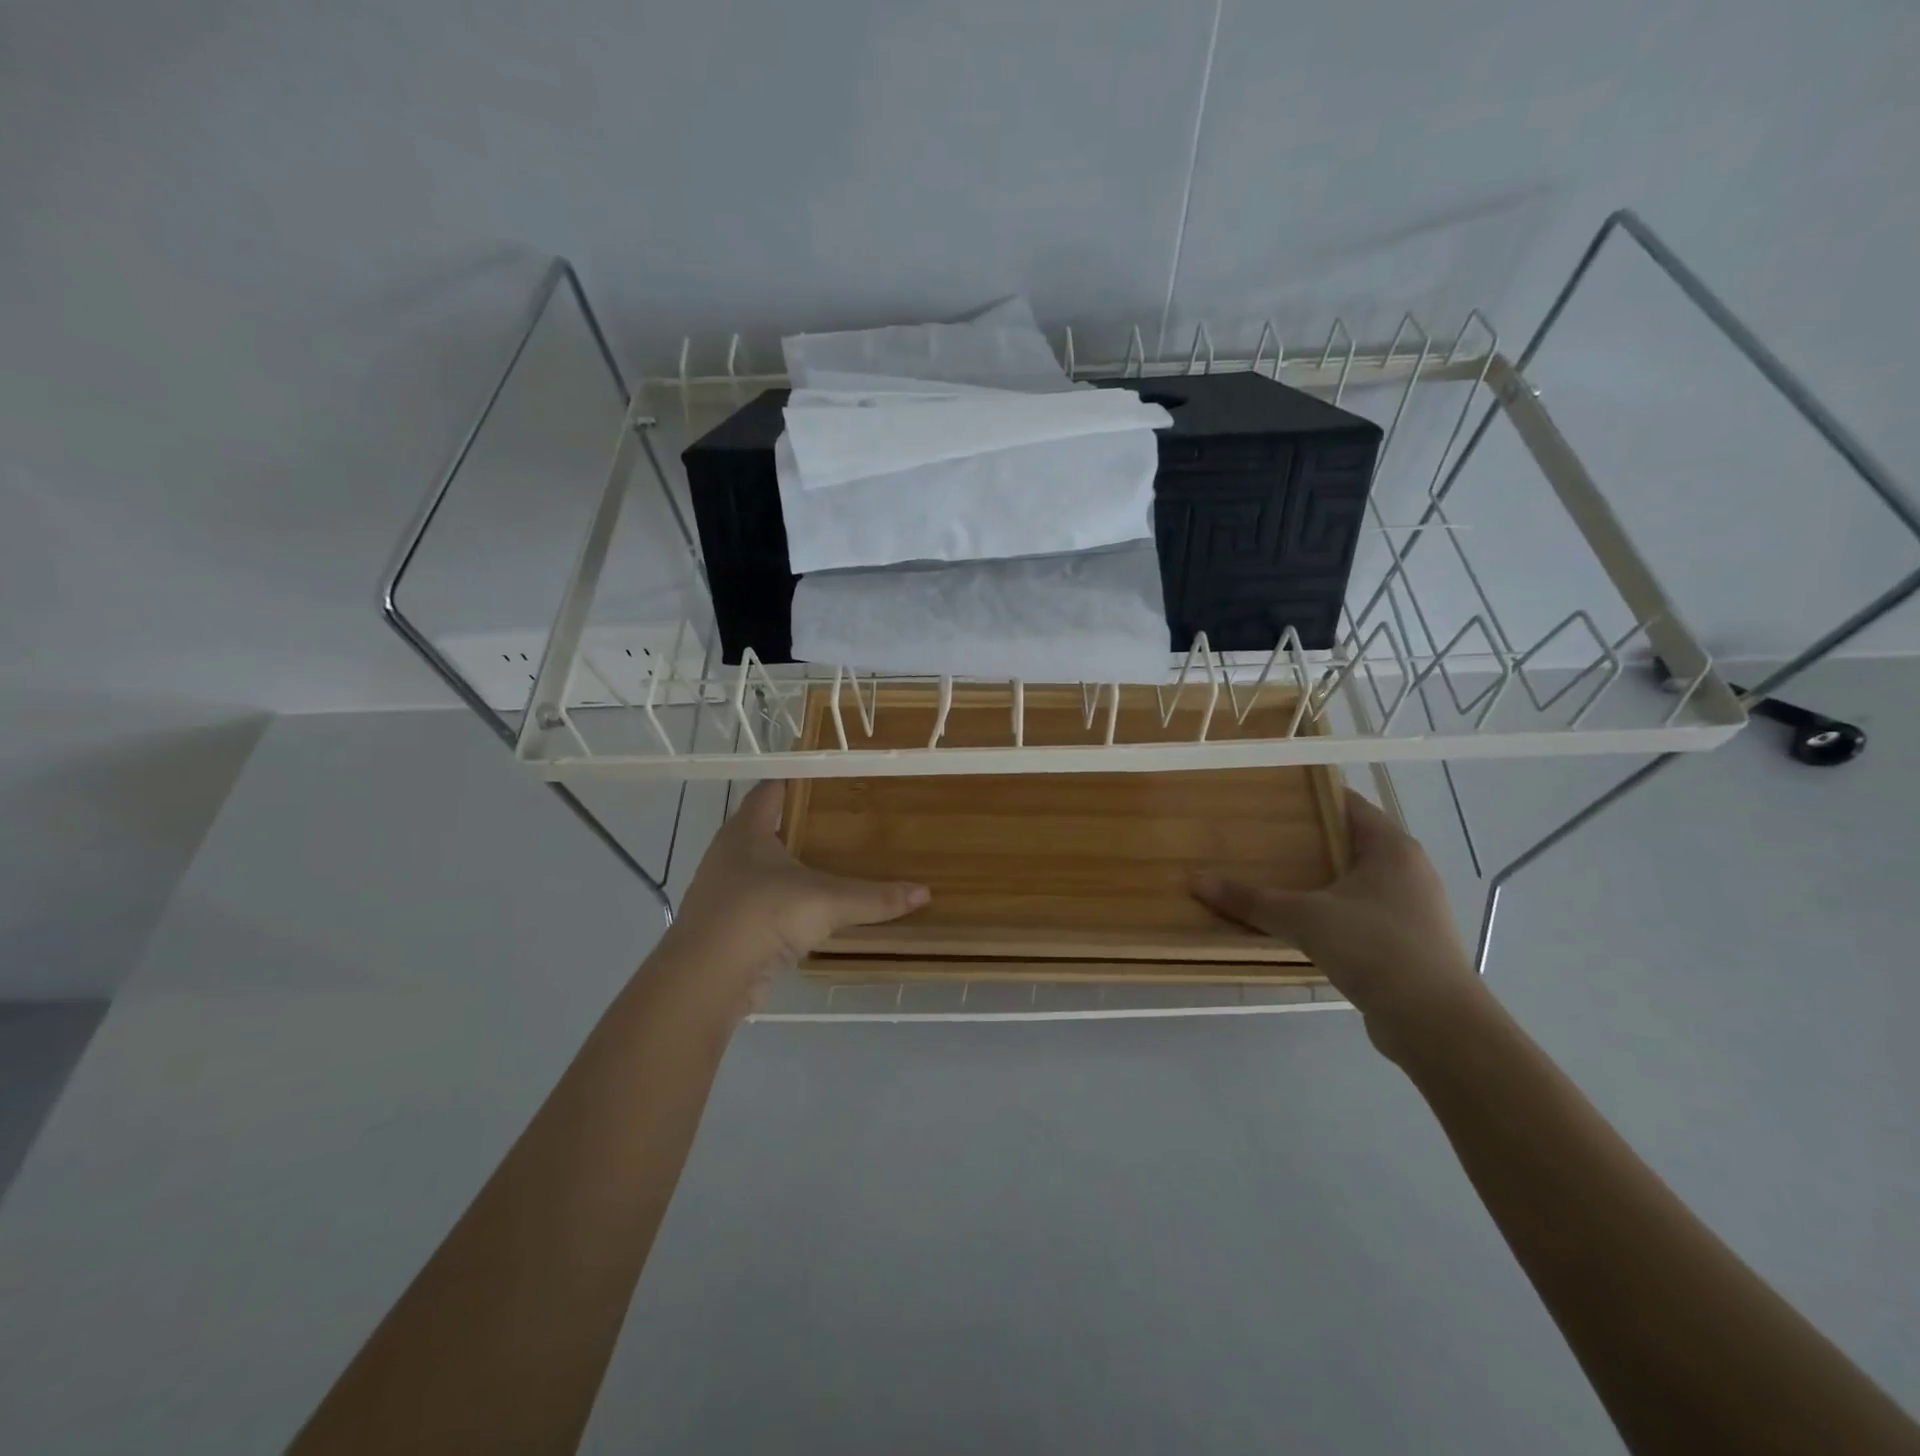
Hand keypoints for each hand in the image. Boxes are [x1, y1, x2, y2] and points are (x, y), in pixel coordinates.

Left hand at [662, 782, 929, 1008]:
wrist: (707, 980)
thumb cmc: (761, 916)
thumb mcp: (826, 902)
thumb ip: (874, 898)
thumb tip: (924, 893)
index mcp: (746, 830)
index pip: (772, 788)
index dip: (799, 779)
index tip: (832, 776)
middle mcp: (730, 853)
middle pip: (768, 826)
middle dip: (802, 822)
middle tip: (846, 818)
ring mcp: (725, 890)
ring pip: (765, 866)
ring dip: (793, 864)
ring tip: (834, 860)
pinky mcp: (729, 925)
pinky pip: (764, 901)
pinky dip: (787, 900)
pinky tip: (813, 907)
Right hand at [1191, 789, 1485, 1057]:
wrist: (1436, 1023)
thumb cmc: (1374, 948)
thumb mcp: (1303, 919)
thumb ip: (1251, 900)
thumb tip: (1196, 881)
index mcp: (1391, 847)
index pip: (1349, 804)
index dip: (1311, 798)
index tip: (1271, 799)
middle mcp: (1408, 870)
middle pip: (1351, 842)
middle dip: (1308, 841)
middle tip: (1261, 839)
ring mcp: (1413, 908)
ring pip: (1357, 880)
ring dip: (1321, 879)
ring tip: (1274, 879)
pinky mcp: (1409, 943)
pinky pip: (1363, 913)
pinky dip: (1333, 911)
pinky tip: (1302, 924)